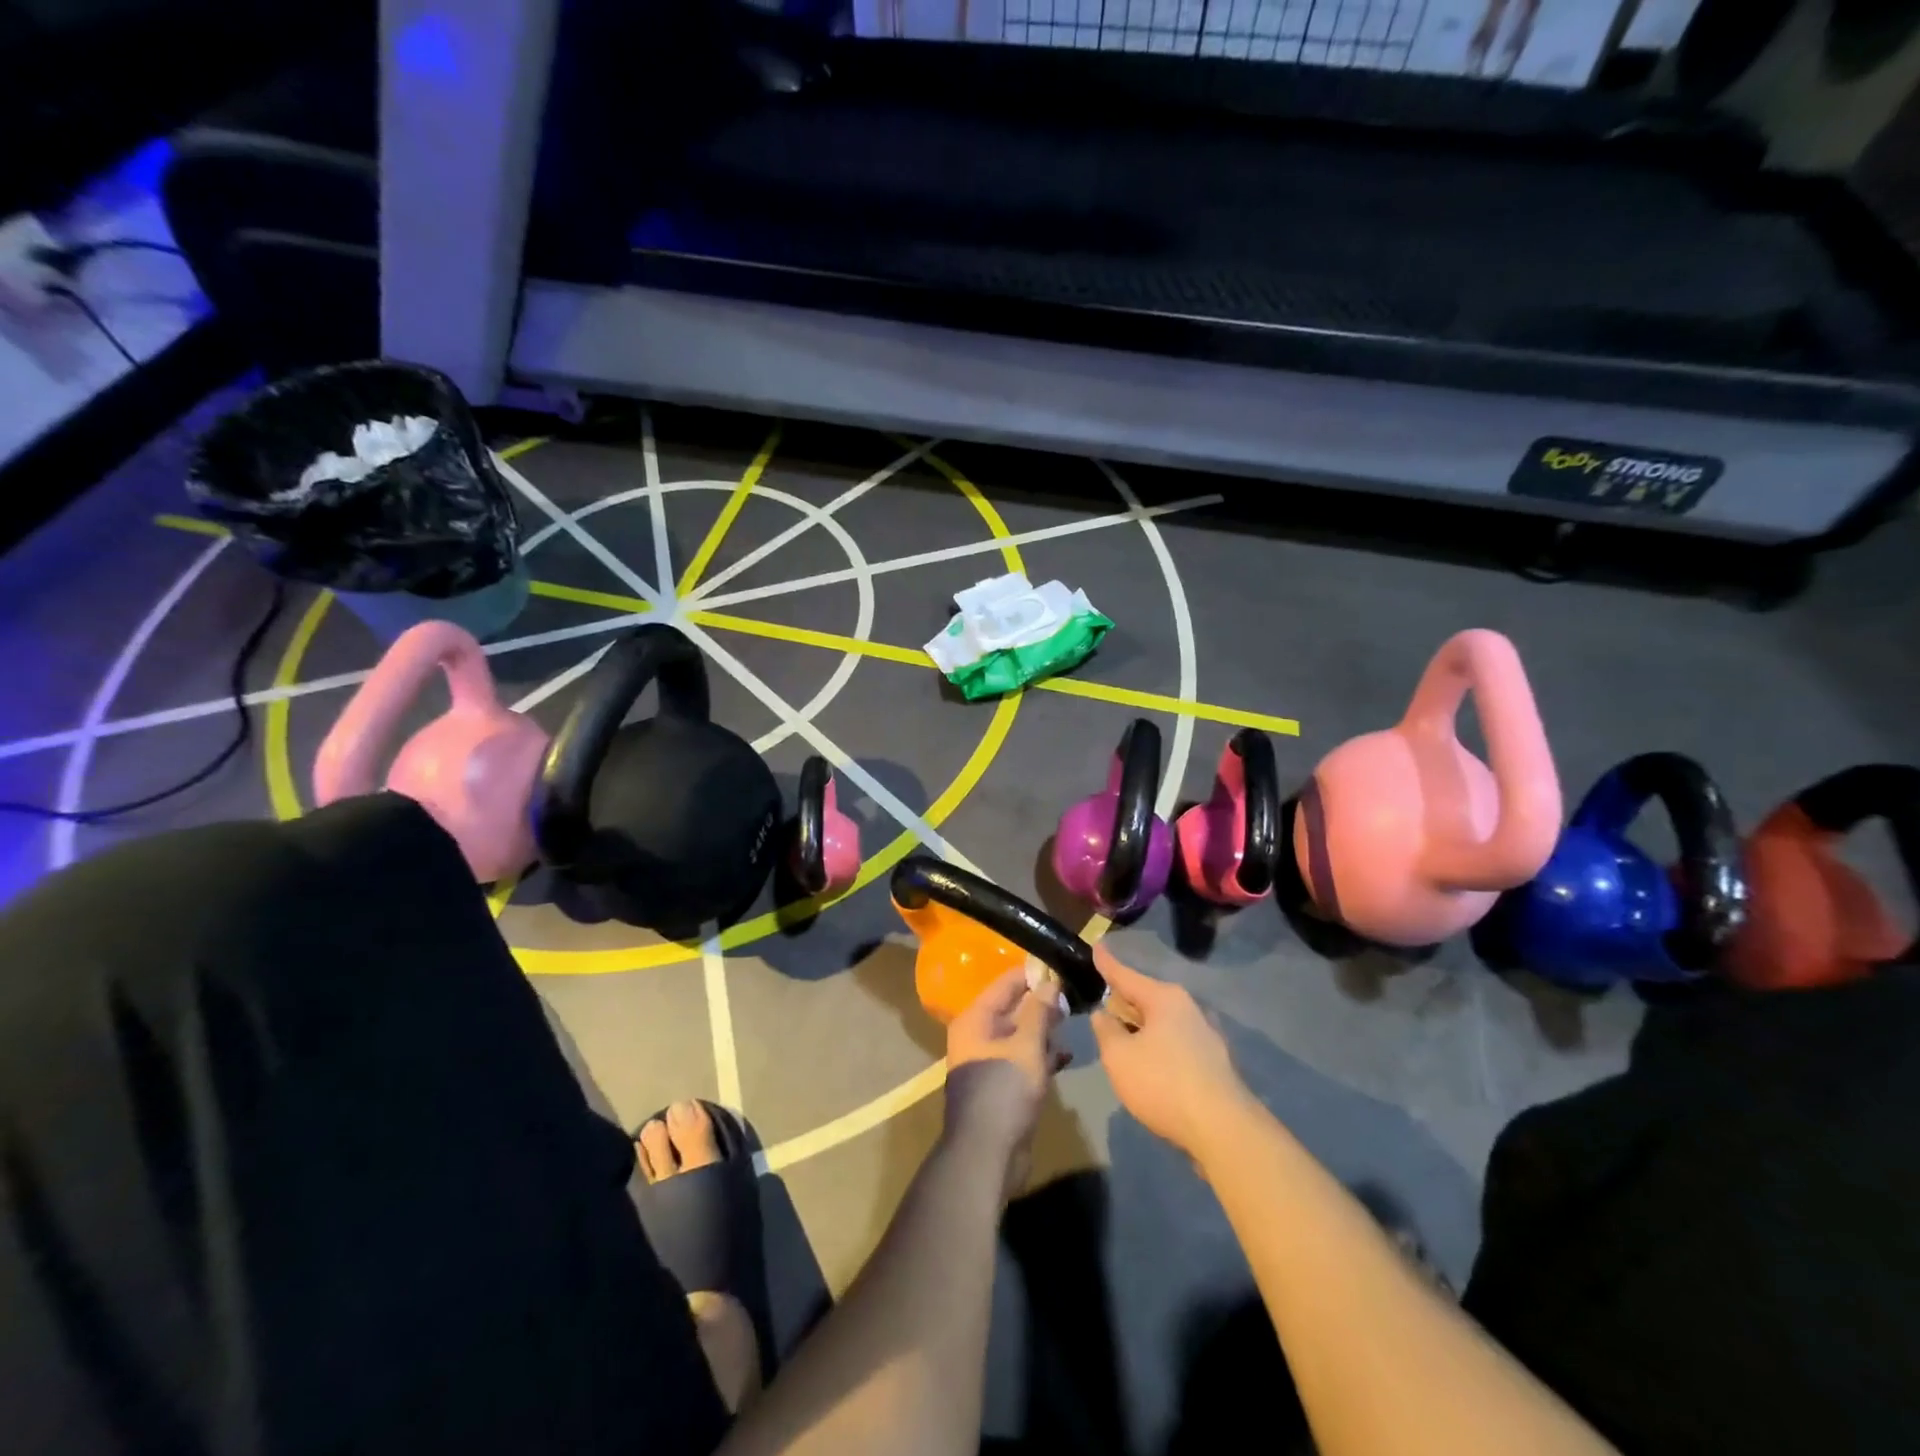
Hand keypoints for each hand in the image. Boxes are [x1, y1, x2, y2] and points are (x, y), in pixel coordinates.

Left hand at [944, 965, 1066, 1196]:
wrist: (987, 1154)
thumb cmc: (1004, 1090)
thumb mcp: (1026, 1046)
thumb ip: (1039, 1011)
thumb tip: (1050, 981)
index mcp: (976, 1020)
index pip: (1005, 984)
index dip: (1032, 973)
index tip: (1060, 964)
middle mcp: (979, 1036)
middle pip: (1013, 1008)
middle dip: (1042, 1003)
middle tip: (1074, 994)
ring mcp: (991, 1062)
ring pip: (1021, 1035)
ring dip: (1045, 1030)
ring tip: (1074, 1021)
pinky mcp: (1003, 1086)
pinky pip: (1024, 1060)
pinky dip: (1043, 1056)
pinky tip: (1066, 1056)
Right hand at [1089, 946, 1247, 1160]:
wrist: (1223, 1130)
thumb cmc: (1163, 1083)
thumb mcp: (1119, 1057)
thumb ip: (1106, 1031)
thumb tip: (1104, 1014)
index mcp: (1164, 998)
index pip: (1126, 975)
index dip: (1107, 963)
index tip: (1096, 945)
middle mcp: (1188, 1009)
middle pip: (1146, 998)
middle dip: (1124, 1002)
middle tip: (1102, 1005)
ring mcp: (1206, 1036)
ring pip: (1162, 1023)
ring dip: (1141, 1029)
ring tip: (1121, 1039)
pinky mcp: (1214, 1063)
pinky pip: (1175, 1044)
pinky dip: (1158, 1048)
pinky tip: (1149, 1067)